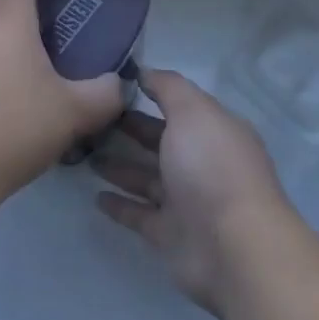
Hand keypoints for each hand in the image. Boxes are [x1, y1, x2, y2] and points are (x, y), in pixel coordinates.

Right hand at [91, 70, 291, 315]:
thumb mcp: (192, 111)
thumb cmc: (212, 167)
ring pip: (147, 178)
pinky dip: (120, 205)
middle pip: (161, 141)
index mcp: (214, 130)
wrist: (233, 247)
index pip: (180, 106)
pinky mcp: (171, 234)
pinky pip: (140, 214)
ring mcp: (187, 201)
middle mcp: (203, 163)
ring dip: (120, 166)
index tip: (112, 86)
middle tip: (91, 120)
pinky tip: (95, 196)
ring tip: (85, 154)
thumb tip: (145, 71)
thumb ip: (168, 87)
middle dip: (130, 129)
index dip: (151, 94)